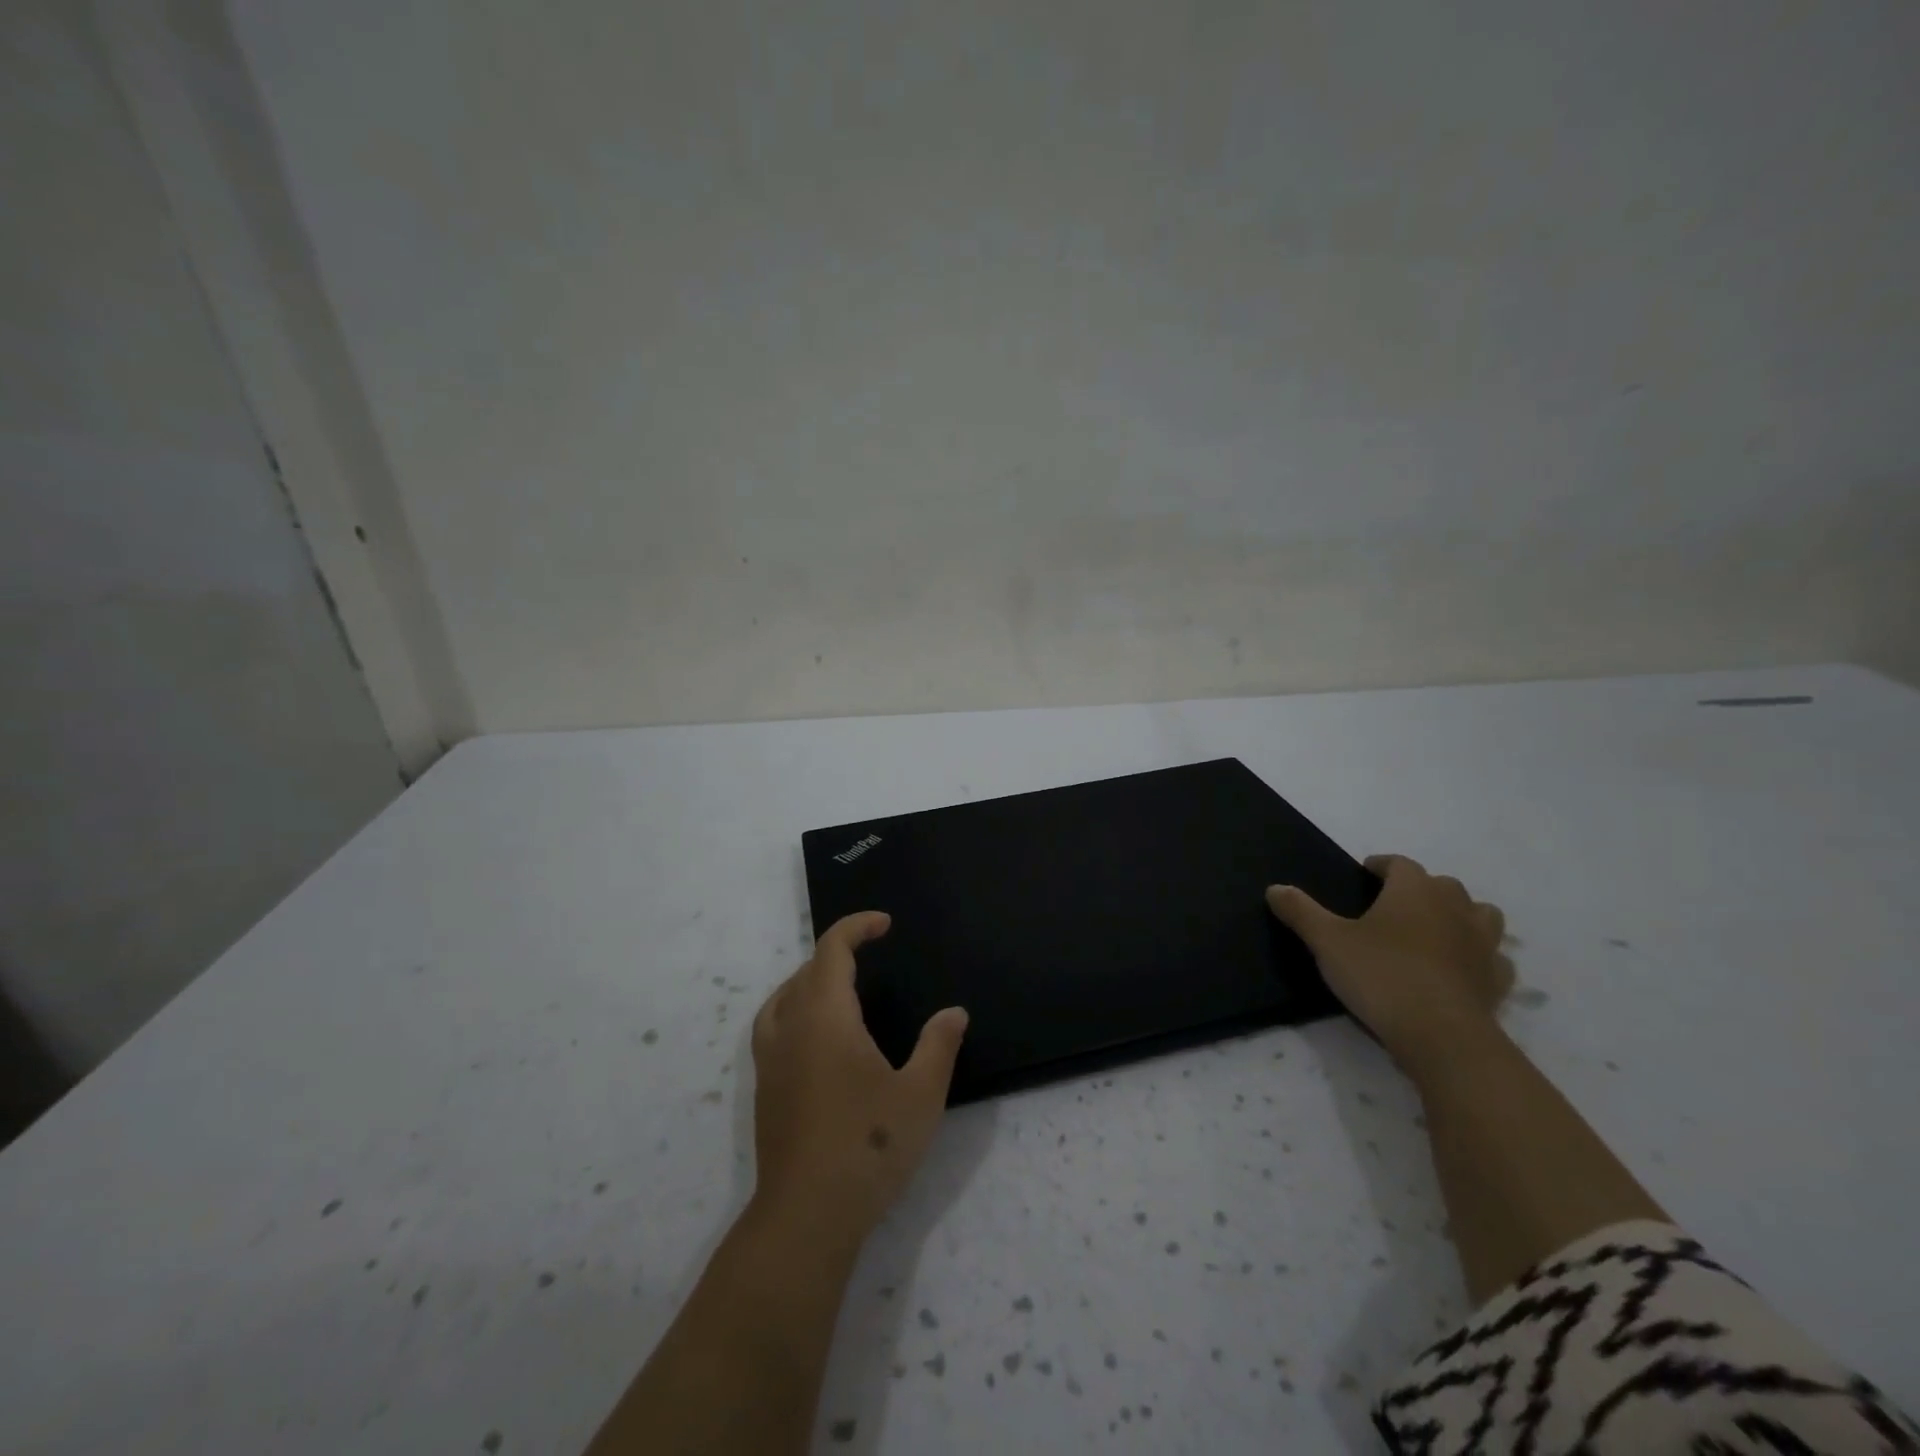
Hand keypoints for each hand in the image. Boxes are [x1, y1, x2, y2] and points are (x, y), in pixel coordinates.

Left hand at [749, 912, 968, 1249]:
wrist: (806, 1216)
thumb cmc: (868, 1146)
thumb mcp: (920, 1095)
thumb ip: (939, 1046)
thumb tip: (954, 1013)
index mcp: (826, 1016)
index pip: (832, 950)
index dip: (856, 927)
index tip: (884, 925)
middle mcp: (791, 1028)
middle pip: (806, 971)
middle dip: (837, 953)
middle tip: (871, 958)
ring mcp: (770, 1060)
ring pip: (782, 998)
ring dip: (809, 981)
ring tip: (839, 989)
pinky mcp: (764, 1090)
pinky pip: (772, 1027)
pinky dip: (793, 1010)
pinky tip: (816, 1041)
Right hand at [1266, 856, 1512, 1069]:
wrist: (1442, 1036)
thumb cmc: (1381, 976)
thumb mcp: (1327, 942)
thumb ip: (1301, 912)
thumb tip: (1275, 888)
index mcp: (1414, 890)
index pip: (1400, 863)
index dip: (1381, 865)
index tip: (1365, 874)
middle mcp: (1455, 907)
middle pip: (1442, 884)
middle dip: (1419, 888)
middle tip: (1392, 905)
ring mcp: (1482, 944)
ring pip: (1479, 914)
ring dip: (1458, 915)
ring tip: (1433, 930)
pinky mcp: (1496, 980)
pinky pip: (1492, 957)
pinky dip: (1477, 957)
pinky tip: (1458, 969)